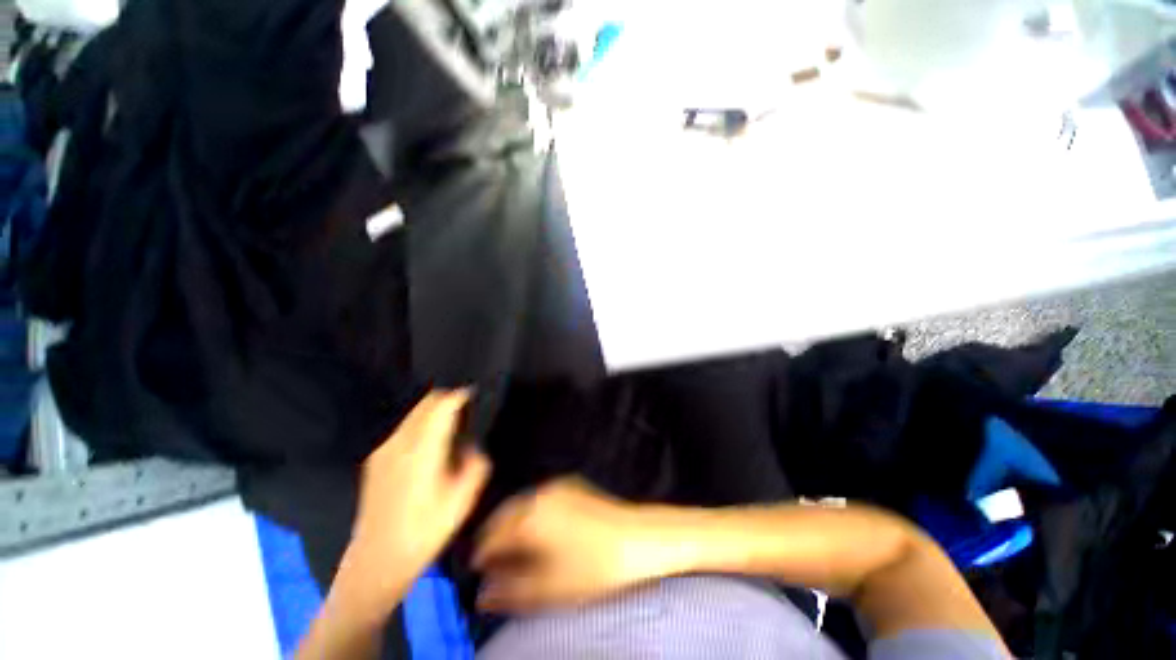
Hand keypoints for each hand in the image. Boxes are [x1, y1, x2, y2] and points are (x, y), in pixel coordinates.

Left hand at [344, 389, 490, 613]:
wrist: (376, 562)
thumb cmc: (425, 532)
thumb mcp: (463, 499)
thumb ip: (476, 463)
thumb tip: (471, 445)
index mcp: (422, 450)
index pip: (442, 405)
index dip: (460, 393)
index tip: (476, 391)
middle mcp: (400, 442)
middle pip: (426, 403)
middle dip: (448, 398)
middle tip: (468, 406)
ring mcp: (384, 449)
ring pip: (414, 413)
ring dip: (434, 410)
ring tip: (453, 423)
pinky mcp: (376, 459)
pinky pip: (404, 428)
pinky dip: (422, 424)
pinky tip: (431, 444)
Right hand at [472, 477, 671, 612]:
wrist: (637, 538)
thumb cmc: (593, 567)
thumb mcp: (548, 589)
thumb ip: (509, 592)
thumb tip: (482, 595)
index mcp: (529, 517)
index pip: (491, 537)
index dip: (482, 558)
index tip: (479, 573)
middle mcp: (539, 494)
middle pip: (505, 517)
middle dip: (496, 539)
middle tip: (495, 563)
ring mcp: (557, 486)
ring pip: (523, 505)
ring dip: (514, 526)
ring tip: (517, 550)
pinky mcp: (572, 485)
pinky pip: (542, 499)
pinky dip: (533, 515)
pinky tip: (542, 532)